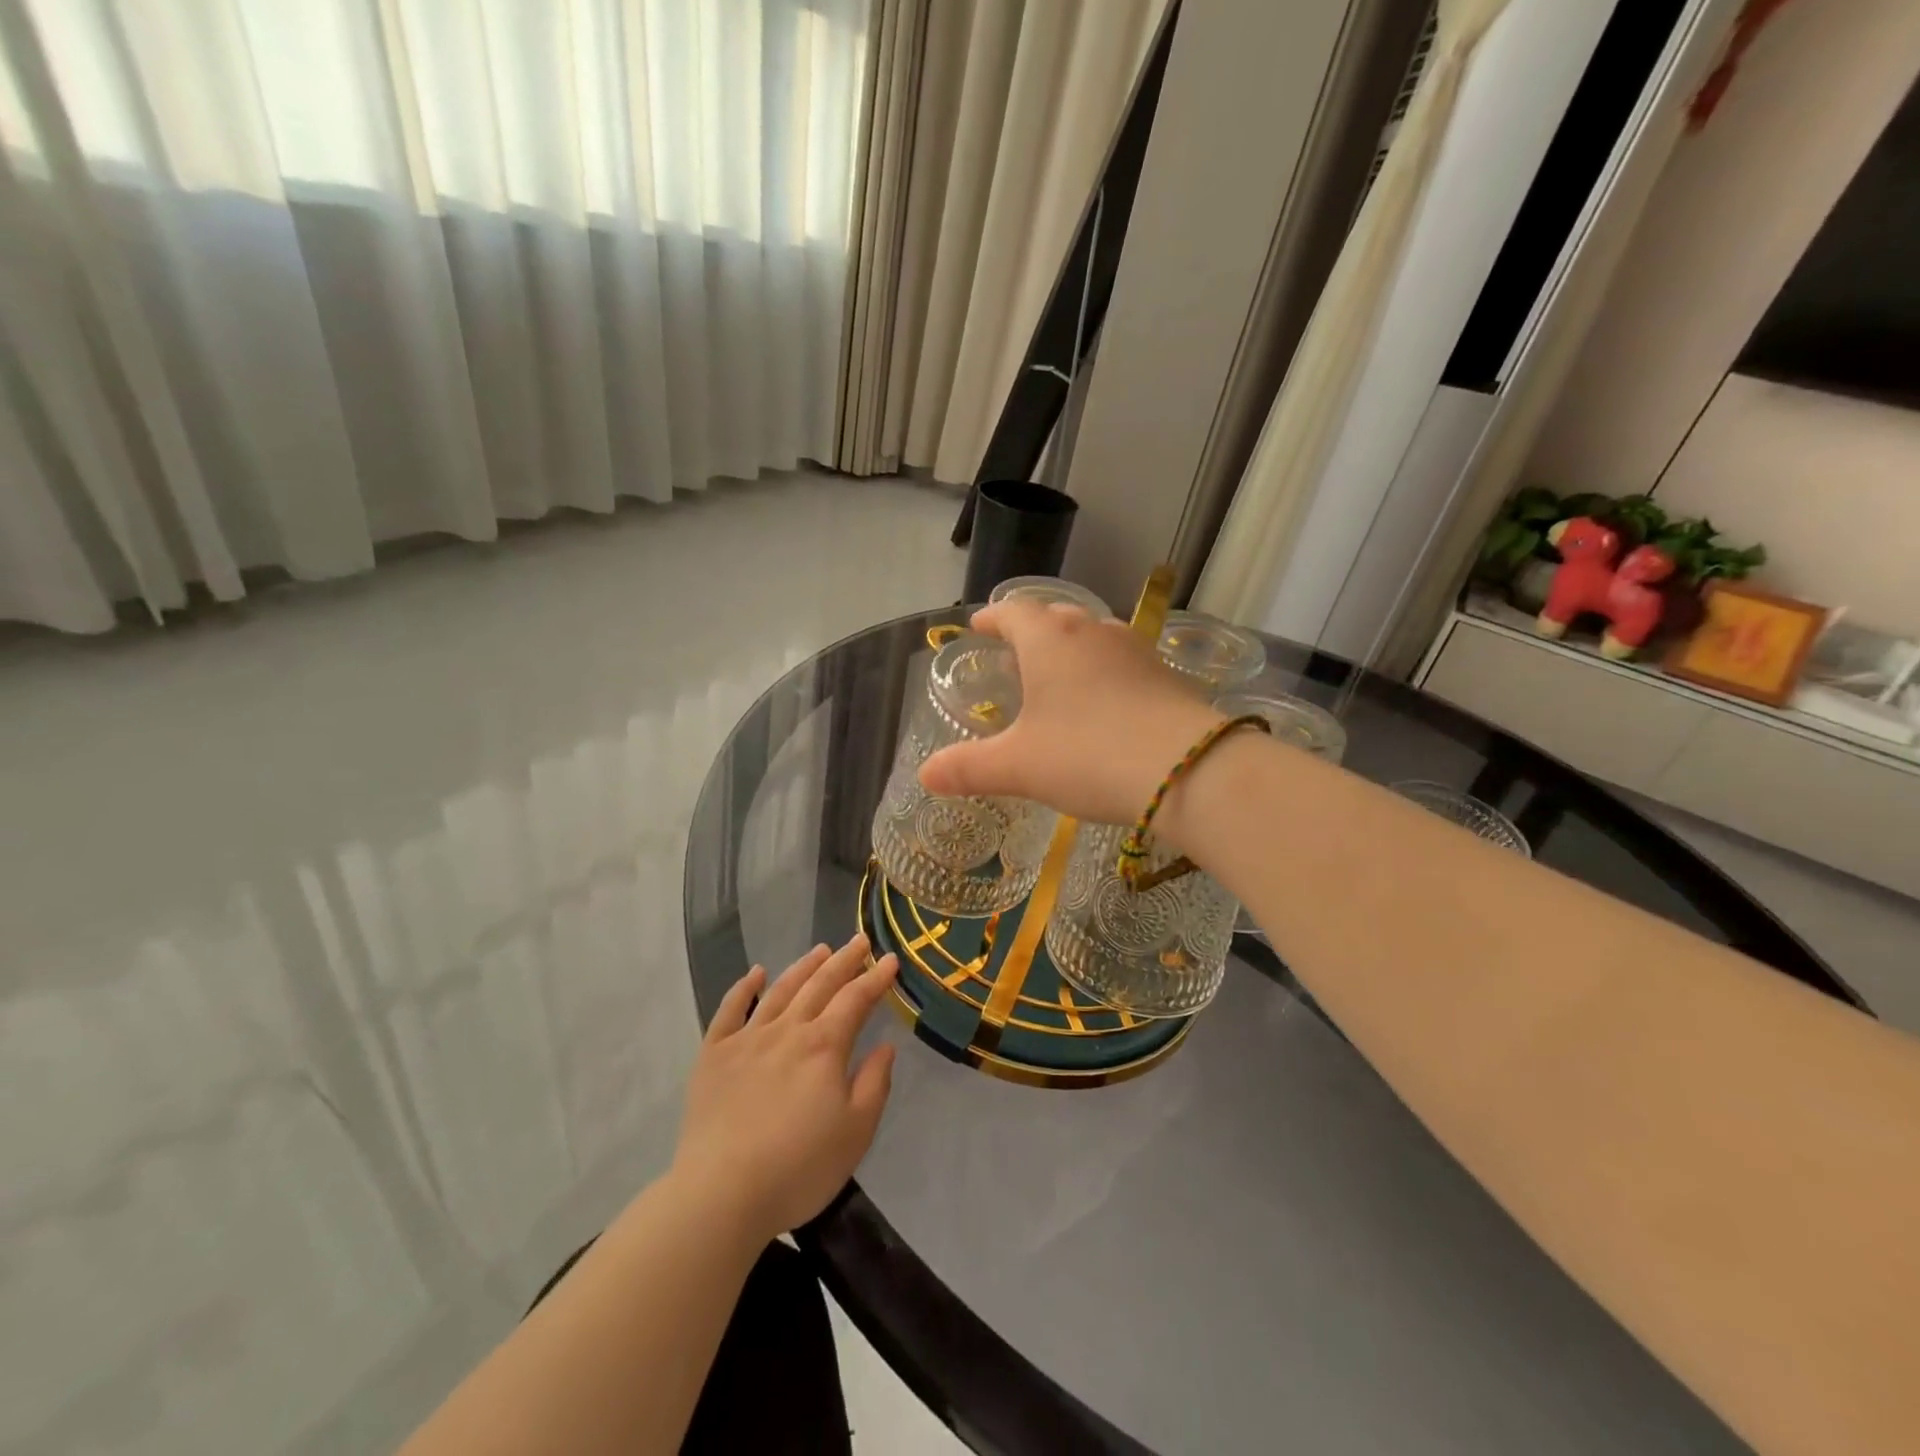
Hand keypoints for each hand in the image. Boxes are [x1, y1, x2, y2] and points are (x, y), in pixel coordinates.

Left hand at [671, 936, 899, 1242]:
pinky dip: (743, 987)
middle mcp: (787, 1030)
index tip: (891, 960)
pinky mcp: (713, 1055)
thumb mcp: (856, 1132)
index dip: (876, 978)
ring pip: (780, 990)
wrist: (721, 1194)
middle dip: (844, 960)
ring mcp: (747, 1039)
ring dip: (803, 967)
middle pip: (820, 985)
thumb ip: (874, 1083)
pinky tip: (755, 973)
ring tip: (820, 950)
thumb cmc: (798, 1168)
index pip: (856, 999)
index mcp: (824, 1046)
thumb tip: (885, 1045)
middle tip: (860, 941)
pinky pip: (729, 1010)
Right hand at [918, 599, 1223, 825]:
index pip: (1013, 612)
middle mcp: (1093, 632)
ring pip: (1094, 635)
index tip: (979, 625)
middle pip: (1055, 616)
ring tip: (1059, 674)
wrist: (1188, 769)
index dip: (992, 619)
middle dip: (1032, 630)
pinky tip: (1106, 702)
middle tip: (1016, 651)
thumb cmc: (1088, 755)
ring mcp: (1135, 650)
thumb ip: (968, 768)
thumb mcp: (1019, 767)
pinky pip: (1123, 661)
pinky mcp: (1166, 675)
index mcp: (1049, 640)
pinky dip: (1104, 672)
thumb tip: (925, 776)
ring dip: (1072, 648)